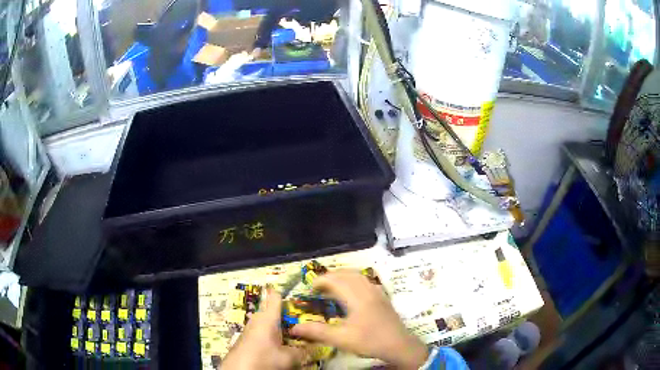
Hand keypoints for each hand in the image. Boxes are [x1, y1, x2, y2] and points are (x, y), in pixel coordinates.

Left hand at [221, 289, 303, 369]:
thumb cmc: (262, 359)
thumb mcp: (288, 358)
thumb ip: (303, 351)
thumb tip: (315, 347)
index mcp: (267, 317)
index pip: (275, 297)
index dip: (287, 293)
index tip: (301, 296)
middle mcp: (258, 319)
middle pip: (274, 310)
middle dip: (289, 314)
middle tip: (306, 320)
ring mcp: (252, 328)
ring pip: (269, 322)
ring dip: (282, 326)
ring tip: (297, 333)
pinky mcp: (249, 338)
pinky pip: (264, 331)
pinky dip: (274, 334)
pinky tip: (283, 344)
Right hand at [290, 271, 428, 368]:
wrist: (399, 345)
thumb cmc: (369, 341)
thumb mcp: (341, 339)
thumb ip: (317, 332)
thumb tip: (294, 328)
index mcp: (356, 297)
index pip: (336, 280)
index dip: (321, 281)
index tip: (310, 288)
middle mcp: (367, 290)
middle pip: (347, 274)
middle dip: (331, 276)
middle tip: (319, 286)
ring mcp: (378, 293)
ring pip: (359, 276)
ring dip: (344, 276)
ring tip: (333, 285)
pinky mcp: (383, 298)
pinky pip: (367, 281)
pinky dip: (355, 280)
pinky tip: (353, 291)